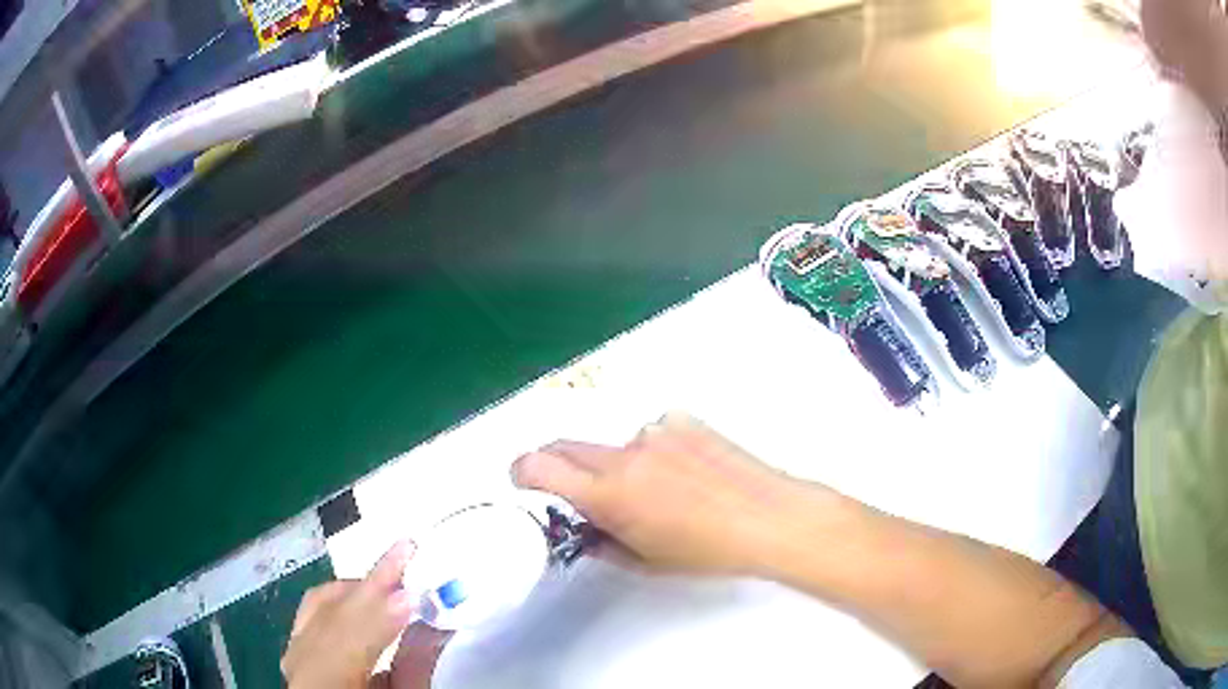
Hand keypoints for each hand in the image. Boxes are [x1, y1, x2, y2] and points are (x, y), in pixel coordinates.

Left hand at [282, 542, 451, 688]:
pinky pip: (313, 613)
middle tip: (406, 550)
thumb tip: (431, 622)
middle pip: (329, 614)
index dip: (378, 613)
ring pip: (317, 606)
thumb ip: (414, 668)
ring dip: (356, 587)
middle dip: (370, 583)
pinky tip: (363, 594)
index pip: (346, 640)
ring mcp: (291, 655)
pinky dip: (340, 599)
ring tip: (391, 573)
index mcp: (321, 684)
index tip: (413, 588)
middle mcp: (297, 665)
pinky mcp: (295, 651)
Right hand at [512, 412, 816, 576]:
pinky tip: (685, 472)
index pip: (539, 465)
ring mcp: (657, 431)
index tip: (523, 480)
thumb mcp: (647, 562)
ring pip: (614, 444)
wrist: (769, 517)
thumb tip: (589, 529)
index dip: (521, 471)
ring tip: (658, 490)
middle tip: (583, 494)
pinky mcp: (684, 421)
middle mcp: (627, 454)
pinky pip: (653, 434)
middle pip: (567, 446)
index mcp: (611, 493)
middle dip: (562, 467)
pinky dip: (655, 451)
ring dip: (619, 464)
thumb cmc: (710, 551)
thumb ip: (604, 542)